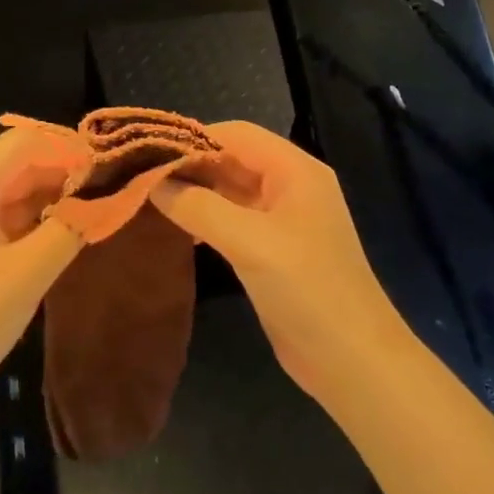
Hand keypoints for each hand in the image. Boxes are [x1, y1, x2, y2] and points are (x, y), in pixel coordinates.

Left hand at [0, 125, 87, 415]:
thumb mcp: (28, 273)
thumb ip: (70, 226)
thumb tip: (107, 198)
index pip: (25, 142)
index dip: (69, 149)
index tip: (109, 169)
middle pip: (17, 161)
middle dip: (63, 171)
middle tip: (108, 191)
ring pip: (11, 188)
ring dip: (51, 194)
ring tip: (94, 210)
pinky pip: (1, 215)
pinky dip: (33, 218)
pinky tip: (63, 232)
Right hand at [151, 121, 405, 402]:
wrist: (351, 359)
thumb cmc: (306, 289)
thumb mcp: (248, 242)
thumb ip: (198, 206)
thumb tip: (153, 182)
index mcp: (295, 170)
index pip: (237, 134)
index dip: (193, 138)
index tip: (148, 152)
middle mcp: (290, 186)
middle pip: (233, 159)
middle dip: (191, 165)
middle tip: (142, 177)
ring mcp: (283, 220)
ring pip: (231, 190)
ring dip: (195, 192)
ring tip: (150, 199)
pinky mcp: (274, 249)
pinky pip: (233, 220)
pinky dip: (206, 218)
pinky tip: (177, 230)